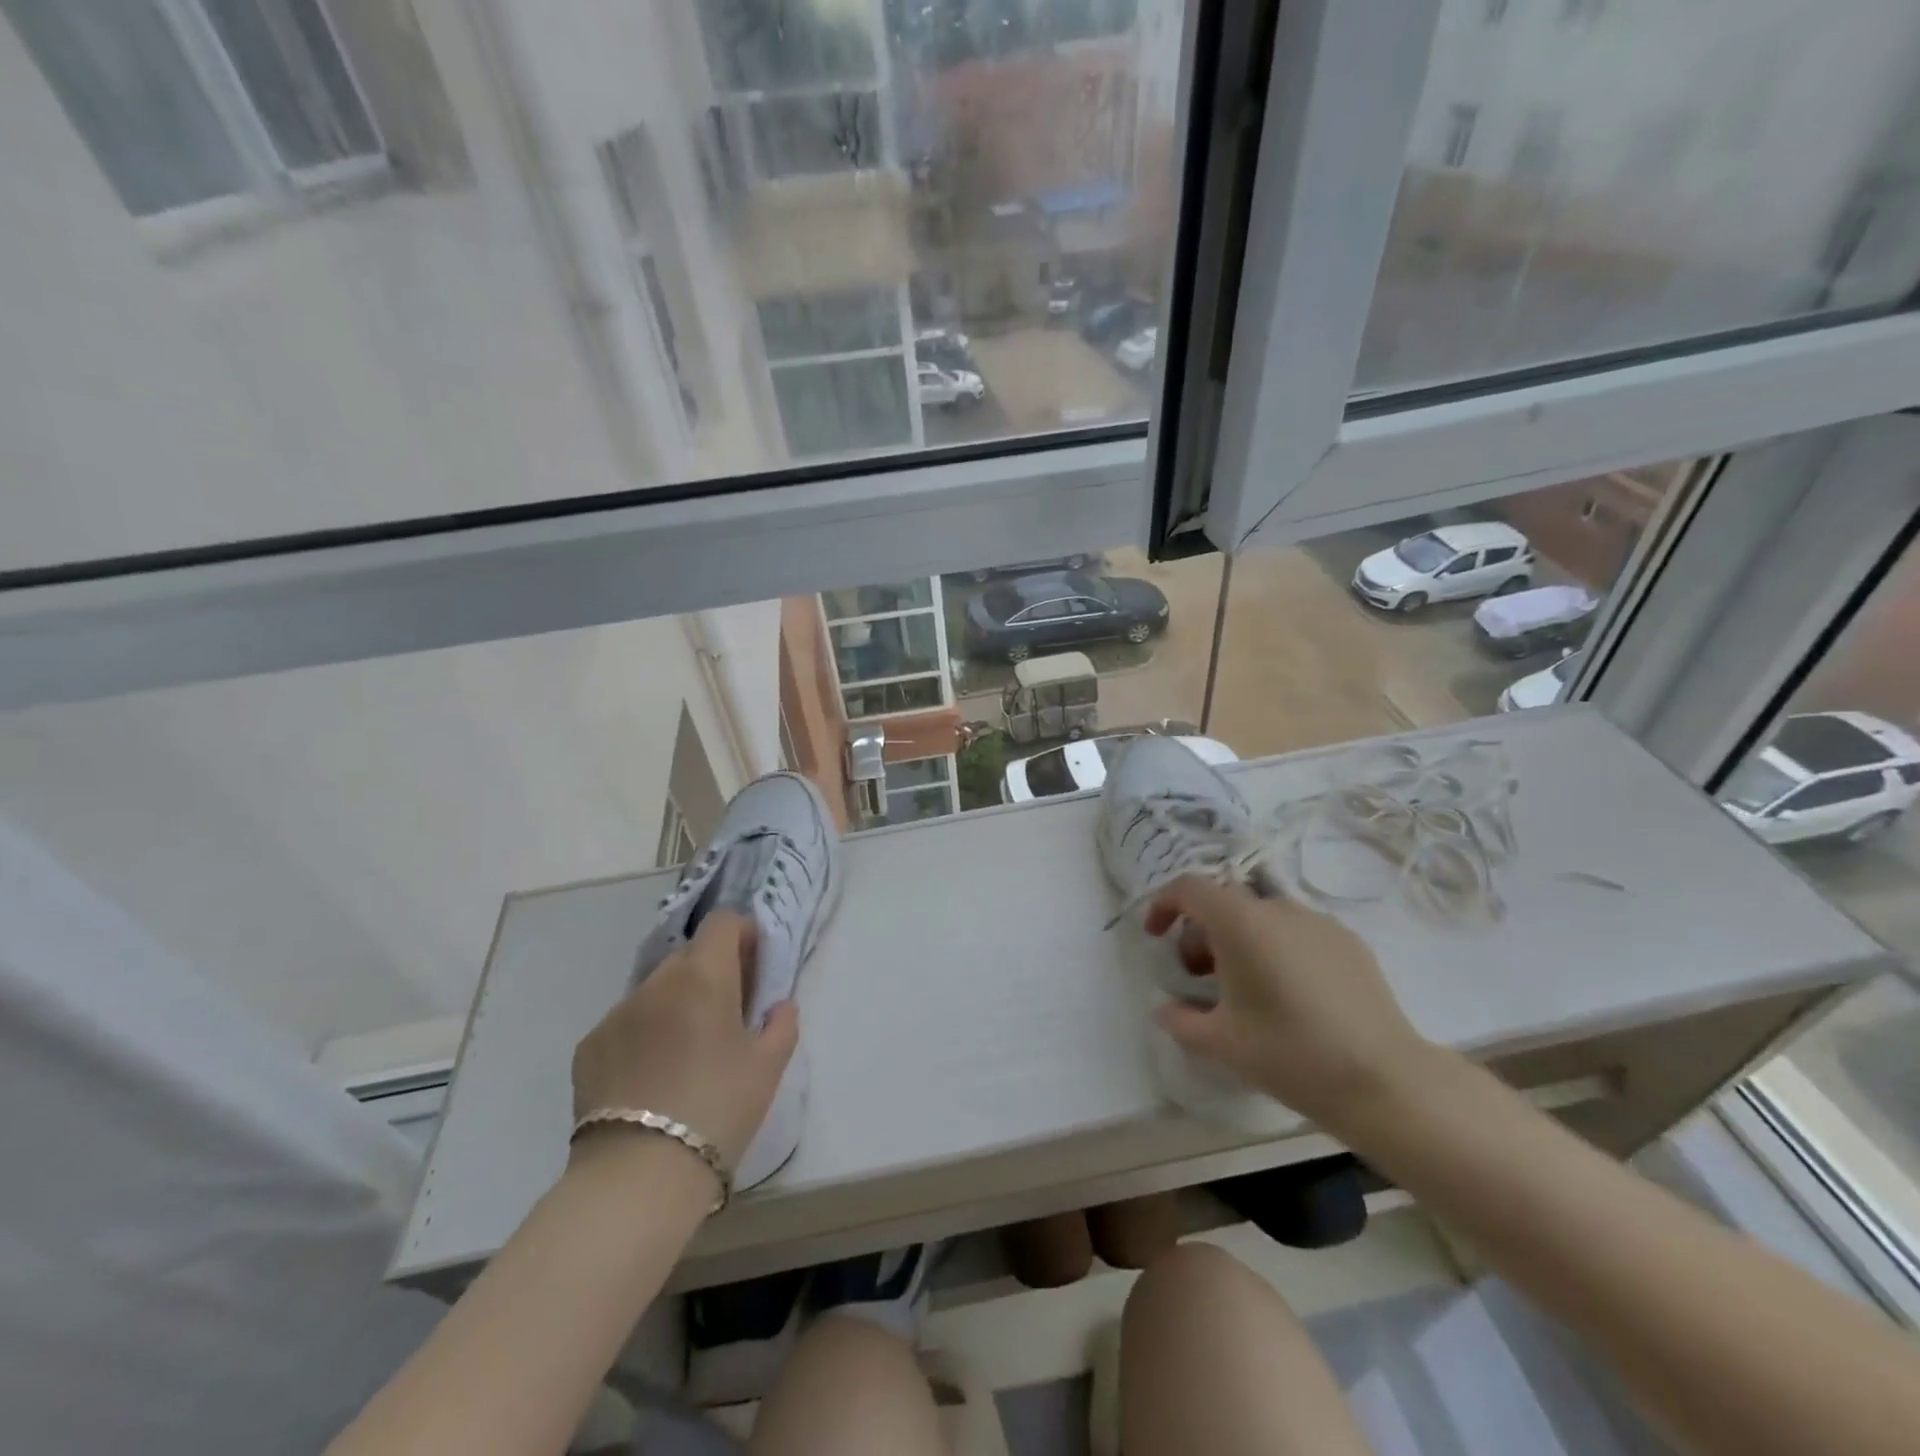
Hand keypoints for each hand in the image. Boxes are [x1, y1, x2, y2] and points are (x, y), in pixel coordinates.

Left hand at [570, 911, 798, 1173]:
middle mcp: (656, 982)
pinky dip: (644, 1034)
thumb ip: (782, 1023)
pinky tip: (650, 1078)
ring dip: (676, 1004)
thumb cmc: (718, 1109)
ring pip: (656, 990)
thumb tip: (778, 1005)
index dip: (743, 934)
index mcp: (704, 977)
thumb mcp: (769, 1066)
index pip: (723, 922)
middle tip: (726, 1015)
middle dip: (712, 973)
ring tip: (685, 1053)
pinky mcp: (588, 1046)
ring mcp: (616, 1013)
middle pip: (690, 955)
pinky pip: (626, 1023)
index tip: (754, 967)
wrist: (638, 1176)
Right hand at [1144, 876, 1434, 1131]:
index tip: (1155, 937)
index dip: (1163, 905)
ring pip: (1262, 917)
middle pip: (1224, 903)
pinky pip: (1297, 932)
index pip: (1188, 888)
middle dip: (1201, 932)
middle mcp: (1278, 908)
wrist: (1385, 1081)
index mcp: (1240, 922)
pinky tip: (1289, 995)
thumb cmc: (1290, 1054)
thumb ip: (1179, 1020)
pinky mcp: (1350, 942)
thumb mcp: (1220, 1043)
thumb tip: (1165, 1009)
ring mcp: (1319, 922)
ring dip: (1239, 941)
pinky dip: (1276, 949)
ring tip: (1243, 989)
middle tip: (1197, 976)